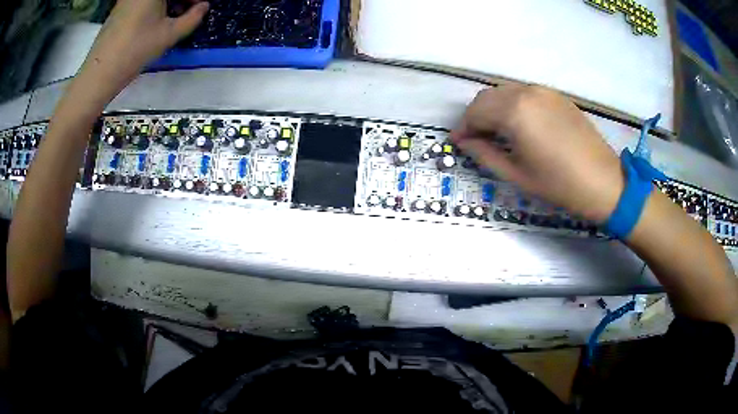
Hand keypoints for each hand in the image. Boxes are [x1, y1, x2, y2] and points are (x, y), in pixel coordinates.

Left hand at [73, 0, 208, 106]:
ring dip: (168, 3)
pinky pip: (142, 1)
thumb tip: (204, 7)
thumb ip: (193, 18)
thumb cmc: (136, 50)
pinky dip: (154, 6)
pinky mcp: (120, 7)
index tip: (200, 6)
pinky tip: (155, 20)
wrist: (100, 72)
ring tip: (173, 17)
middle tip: (189, 11)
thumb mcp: (169, 35)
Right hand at [451, 85, 624, 221]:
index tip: (458, 142)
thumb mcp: (517, 175)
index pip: (475, 111)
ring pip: (506, 92)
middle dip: (476, 116)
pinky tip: (520, 125)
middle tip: (475, 139)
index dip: (463, 127)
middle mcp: (526, 93)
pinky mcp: (557, 96)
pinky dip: (513, 105)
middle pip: (488, 96)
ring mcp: (544, 91)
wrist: (604, 182)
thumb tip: (464, 142)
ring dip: (494, 108)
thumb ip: (484, 154)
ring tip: (496, 132)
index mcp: (514, 112)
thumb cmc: (559, 185)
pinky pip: (525, 94)